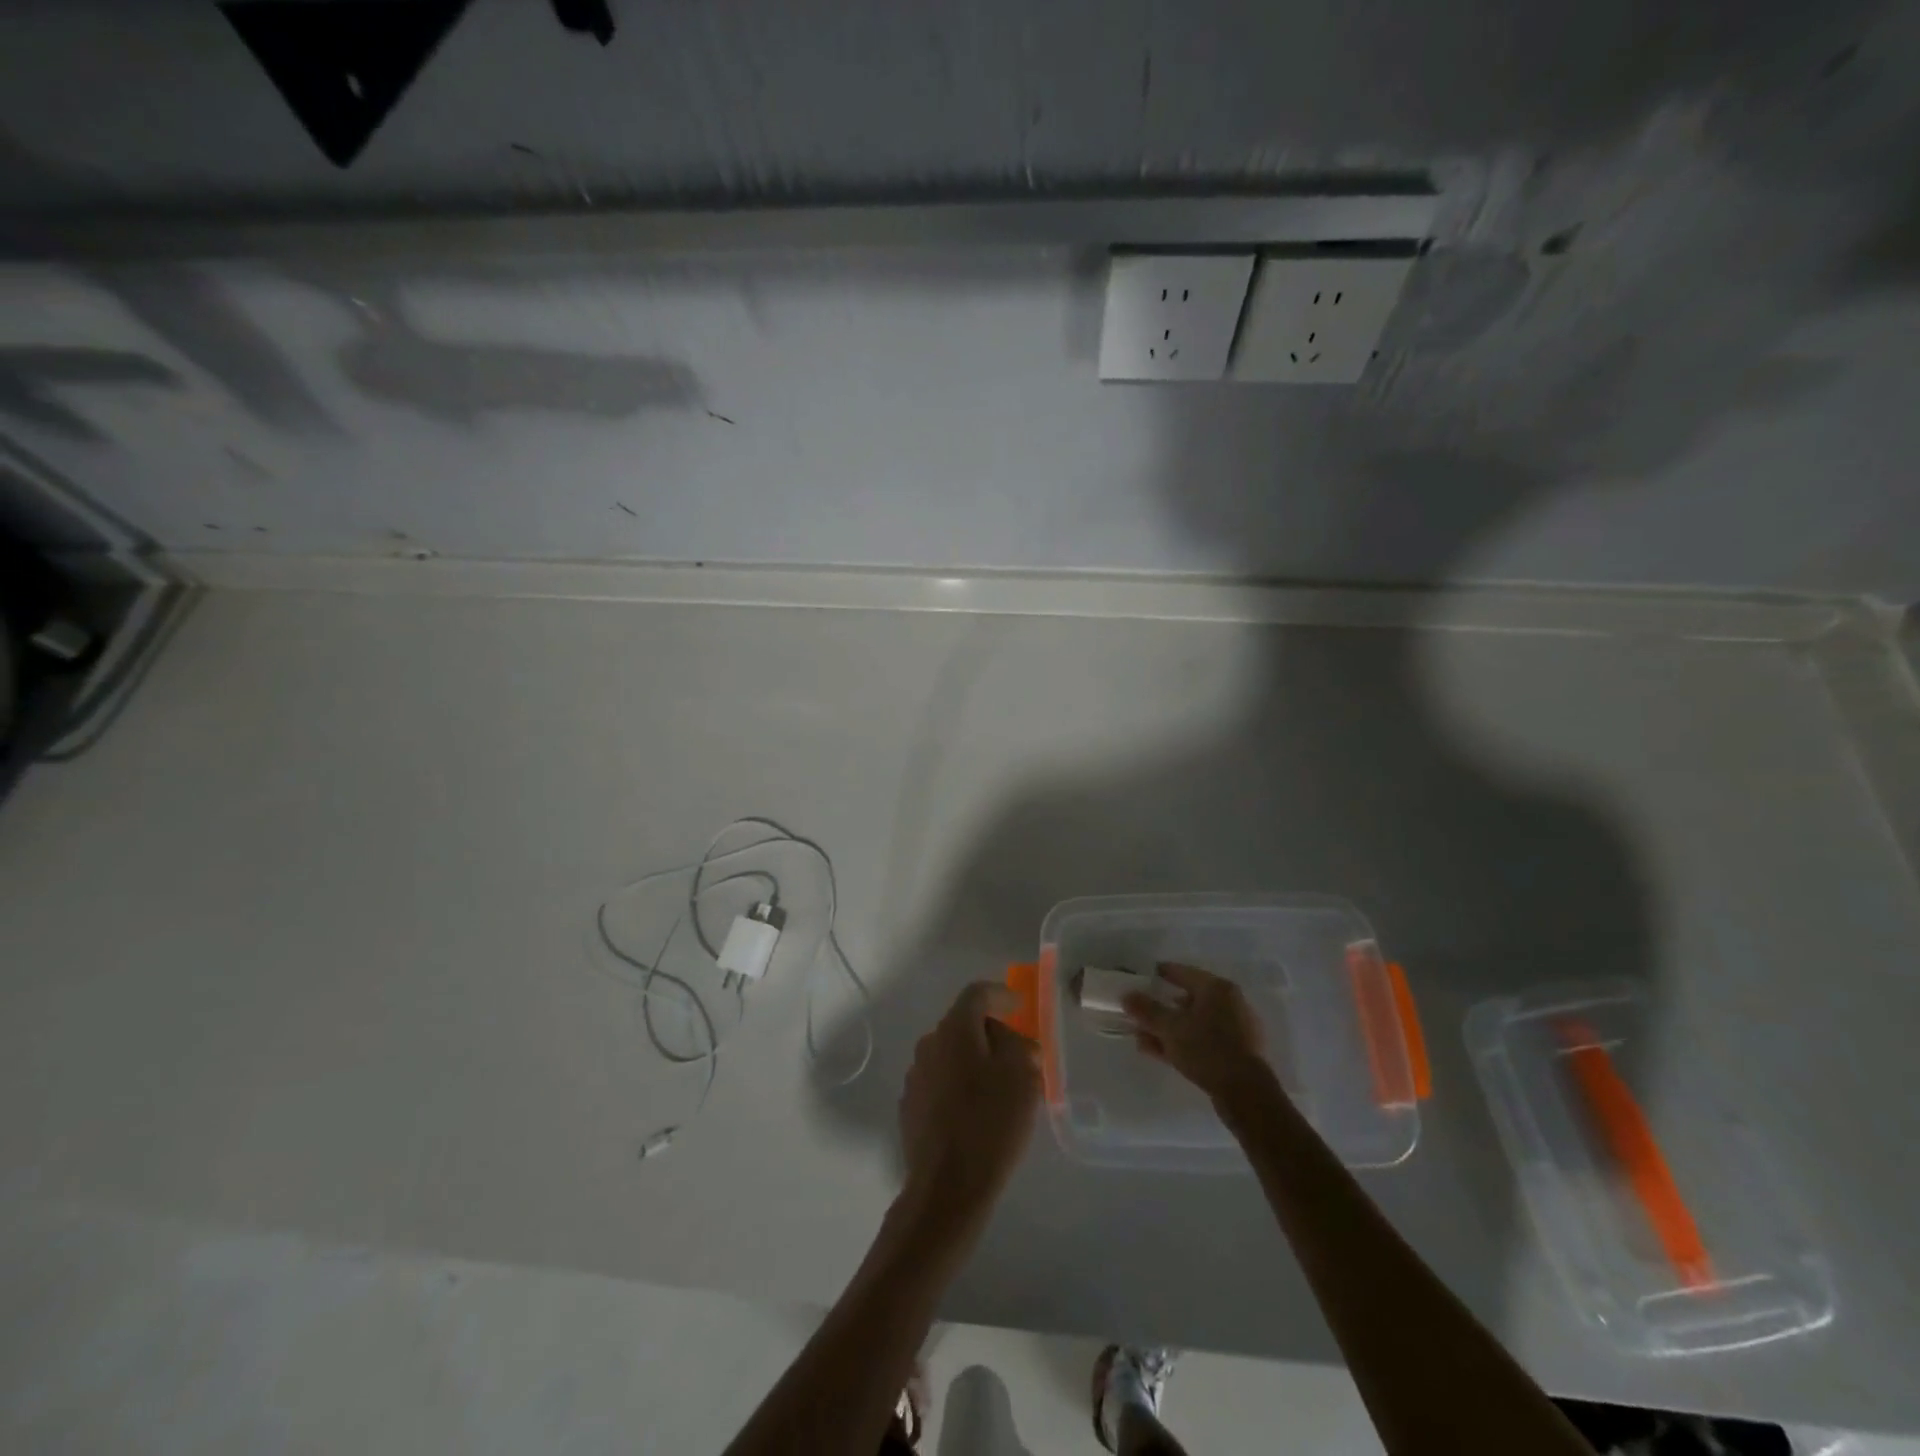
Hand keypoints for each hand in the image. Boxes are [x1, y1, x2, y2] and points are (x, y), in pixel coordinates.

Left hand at [898, 981, 1041, 1226]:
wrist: (946, 1188)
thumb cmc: (990, 1124)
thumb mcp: (1022, 1078)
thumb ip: (1020, 1046)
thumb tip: (1012, 1040)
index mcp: (954, 1030)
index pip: (977, 993)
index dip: (1001, 994)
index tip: (1020, 1005)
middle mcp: (929, 1044)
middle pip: (964, 1024)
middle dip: (993, 1034)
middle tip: (1020, 1056)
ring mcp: (915, 1076)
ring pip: (952, 1055)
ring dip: (976, 1062)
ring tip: (1001, 1089)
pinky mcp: (910, 1106)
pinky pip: (941, 1082)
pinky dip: (961, 1085)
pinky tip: (977, 1113)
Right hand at [1124, 962, 1269, 1102]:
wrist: (1246, 1094)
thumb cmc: (1208, 1049)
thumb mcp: (1170, 1028)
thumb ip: (1146, 1010)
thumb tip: (1126, 995)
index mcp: (1216, 988)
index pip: (1182, 972)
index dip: (1160, 973)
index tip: (1141, 977)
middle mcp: (1229, 1003)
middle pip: (1187, 999)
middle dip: (1160, 1008)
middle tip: (1138, 1013)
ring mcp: (1235, 1030)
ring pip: (1193, 1023)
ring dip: (1167, 1029)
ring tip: (1141, 1038)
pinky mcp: (1235, 1054)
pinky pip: (1201, 1041)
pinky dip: (1181, 1043)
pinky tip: (1158, 1052)